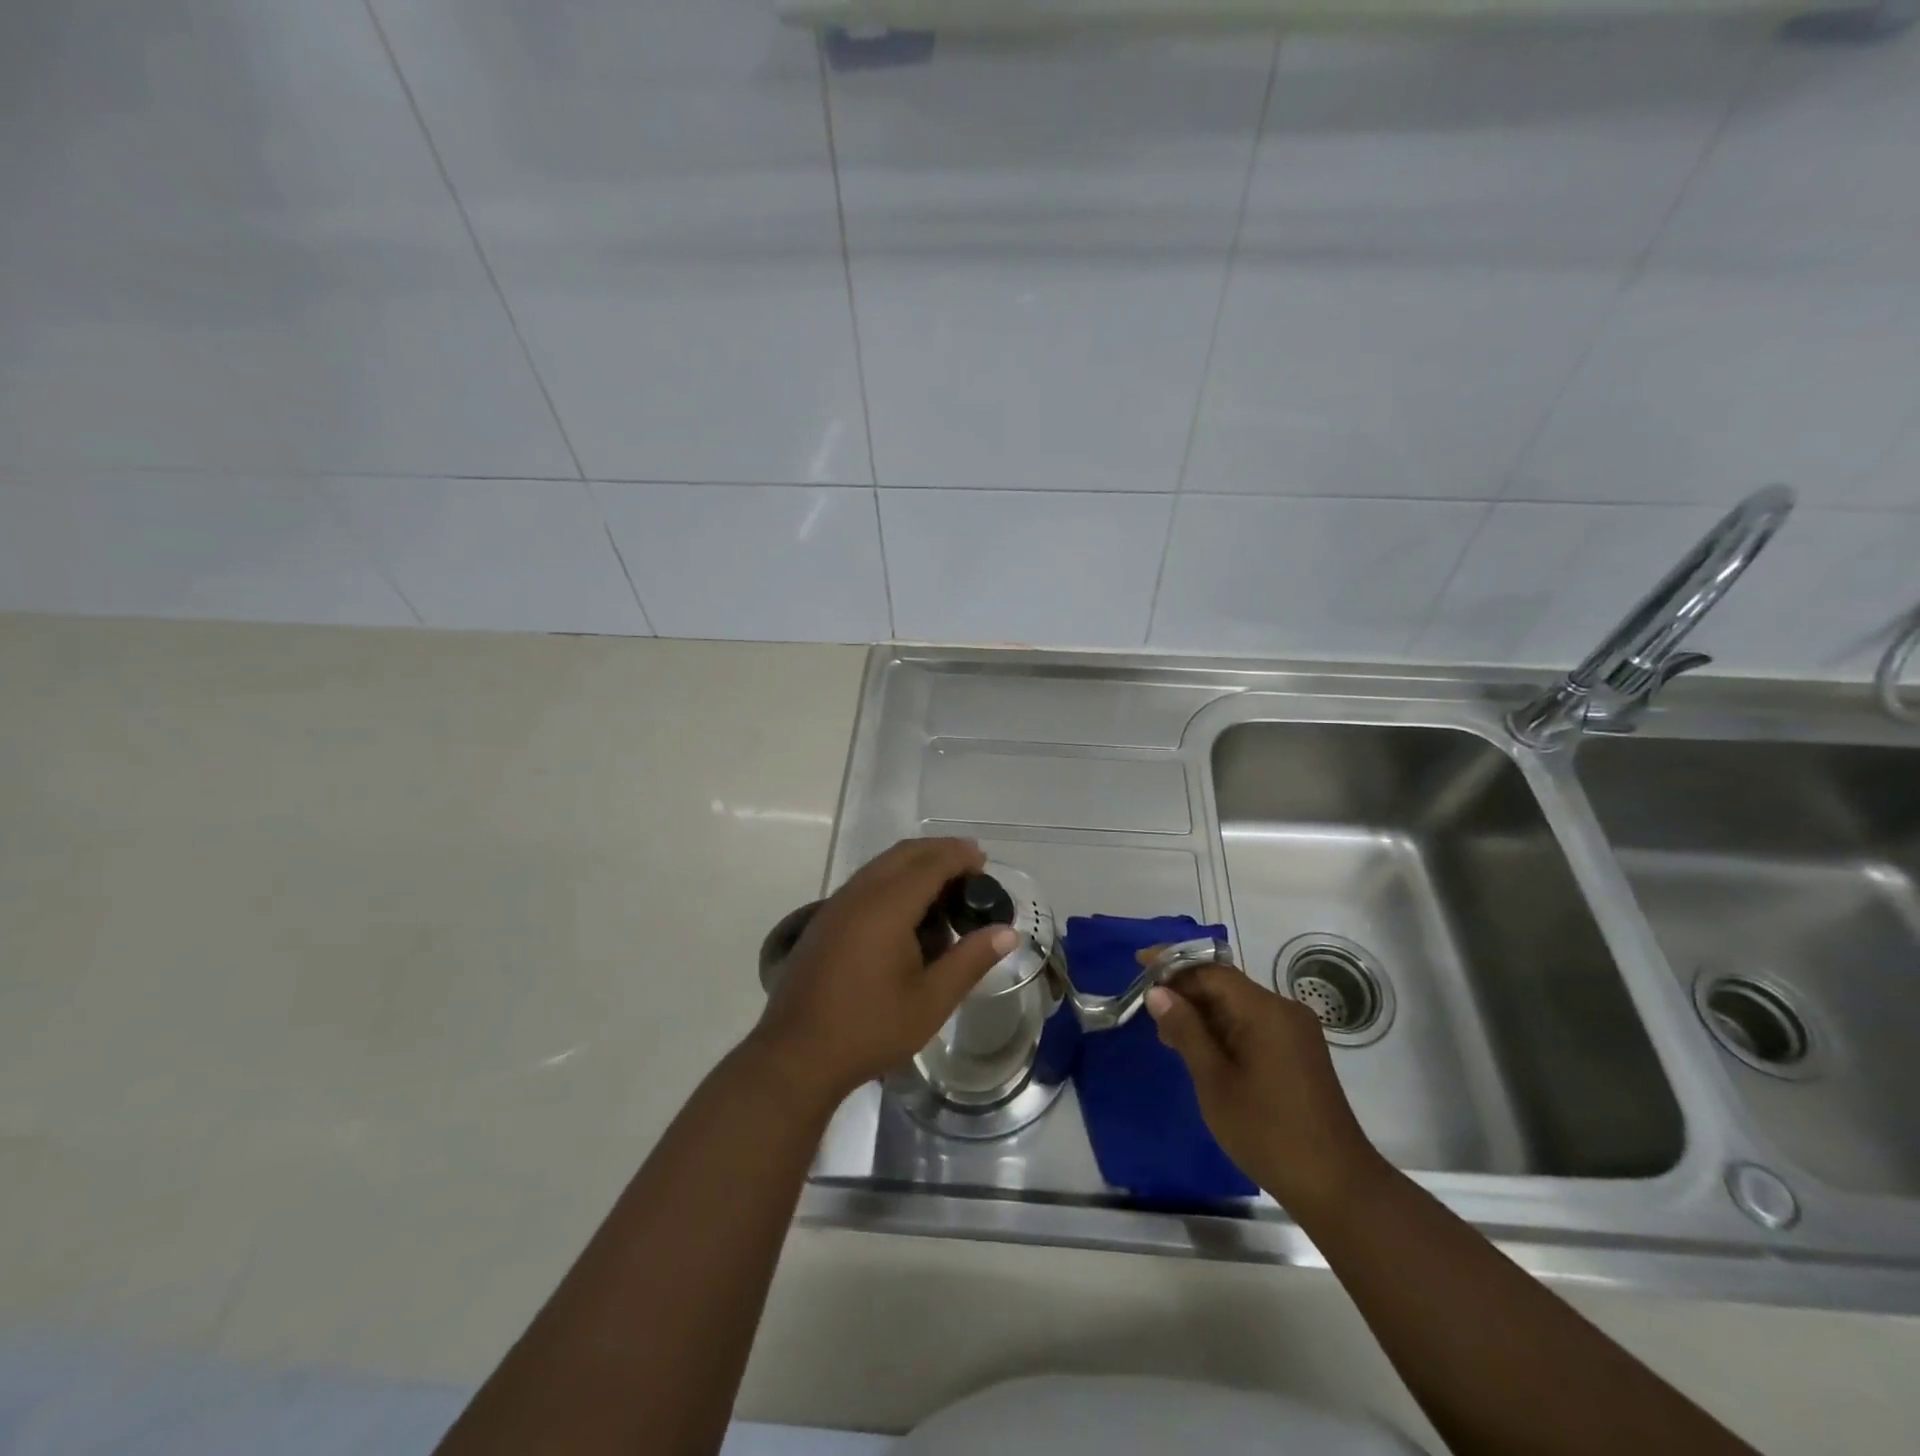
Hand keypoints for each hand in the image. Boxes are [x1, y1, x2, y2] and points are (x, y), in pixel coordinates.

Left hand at [753, 837, 1016, 1104]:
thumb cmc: (870, 1028)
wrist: (797, 1054)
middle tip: (970, 868)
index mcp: (887, 906)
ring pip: (881, 865)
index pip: (930, 863)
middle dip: (939, 852)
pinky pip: (865, 882)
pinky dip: (892, 879)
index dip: (960, 856)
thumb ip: (970, 960)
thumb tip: (1007, 932)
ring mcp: (836, 905)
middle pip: (904, 854)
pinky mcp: (824, 920)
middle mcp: (860, 893)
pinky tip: (906, 911)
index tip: (984, 860)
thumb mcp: (932, 1000)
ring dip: (914, 864)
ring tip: (943, 887)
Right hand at [1145, 966, 1385, 1218]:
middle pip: (1225, 985)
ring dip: (1203, 1013)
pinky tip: (1201, 1049)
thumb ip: (1185, 1030)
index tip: (1140, 964)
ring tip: (1168, 1034)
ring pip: (1238, 1006)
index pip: (1211, 971)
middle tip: (1148, 1009)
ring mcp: (1295, 1032)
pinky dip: (1224, 1030)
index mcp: (1265, 1010)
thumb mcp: (1214, 1081)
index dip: (1173, 965)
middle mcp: (1284, 1010)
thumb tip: (1157, 992)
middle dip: (1185, 991)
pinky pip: (1253, 1025)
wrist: (1337, 1186)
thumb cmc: (1267, 1132)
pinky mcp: (1298, 1052)